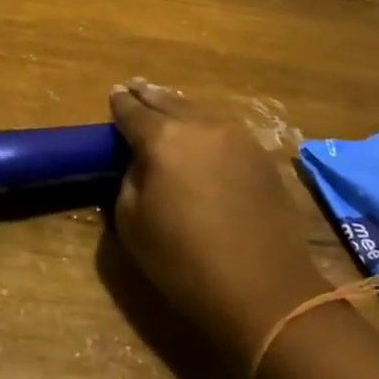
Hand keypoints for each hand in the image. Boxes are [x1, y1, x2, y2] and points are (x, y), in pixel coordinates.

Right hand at [109, 79, 327, 362]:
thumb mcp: (133, 224)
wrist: (265, 291)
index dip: (120, 103)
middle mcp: (200, 126)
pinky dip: (205, 127)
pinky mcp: (262, 155)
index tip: (114, 94)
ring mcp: (237, 137)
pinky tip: (200, 134)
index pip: (132, 111)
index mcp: (162, 139)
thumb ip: (130, 180)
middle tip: (135, 87)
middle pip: (168, 101)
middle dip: (149, 96)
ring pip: (199, 112)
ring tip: (165, 107)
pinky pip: (223, 130)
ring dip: (178, 109)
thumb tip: (141, 162)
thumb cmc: (185, 262)